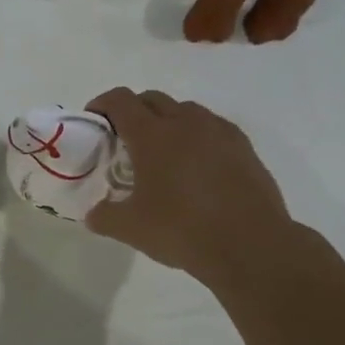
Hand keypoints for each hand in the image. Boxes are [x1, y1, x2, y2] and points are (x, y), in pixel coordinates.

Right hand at [83, 88, 291, 282]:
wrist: (250, 245)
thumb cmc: (182, 230)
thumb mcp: (131, 228)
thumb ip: (104, 216)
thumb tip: (93, 214)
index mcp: (152, 135)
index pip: (121, 101)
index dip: (102, 104)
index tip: (94, 119)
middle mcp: (186, 123)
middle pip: (153, 99)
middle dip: (134, 110)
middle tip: (124, 137)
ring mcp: (219, 132)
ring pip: (186, 110)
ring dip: (167, 121)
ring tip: (162, 151)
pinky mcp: (244, 147)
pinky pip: (213, 128)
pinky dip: (197, 136)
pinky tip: (196, 165)